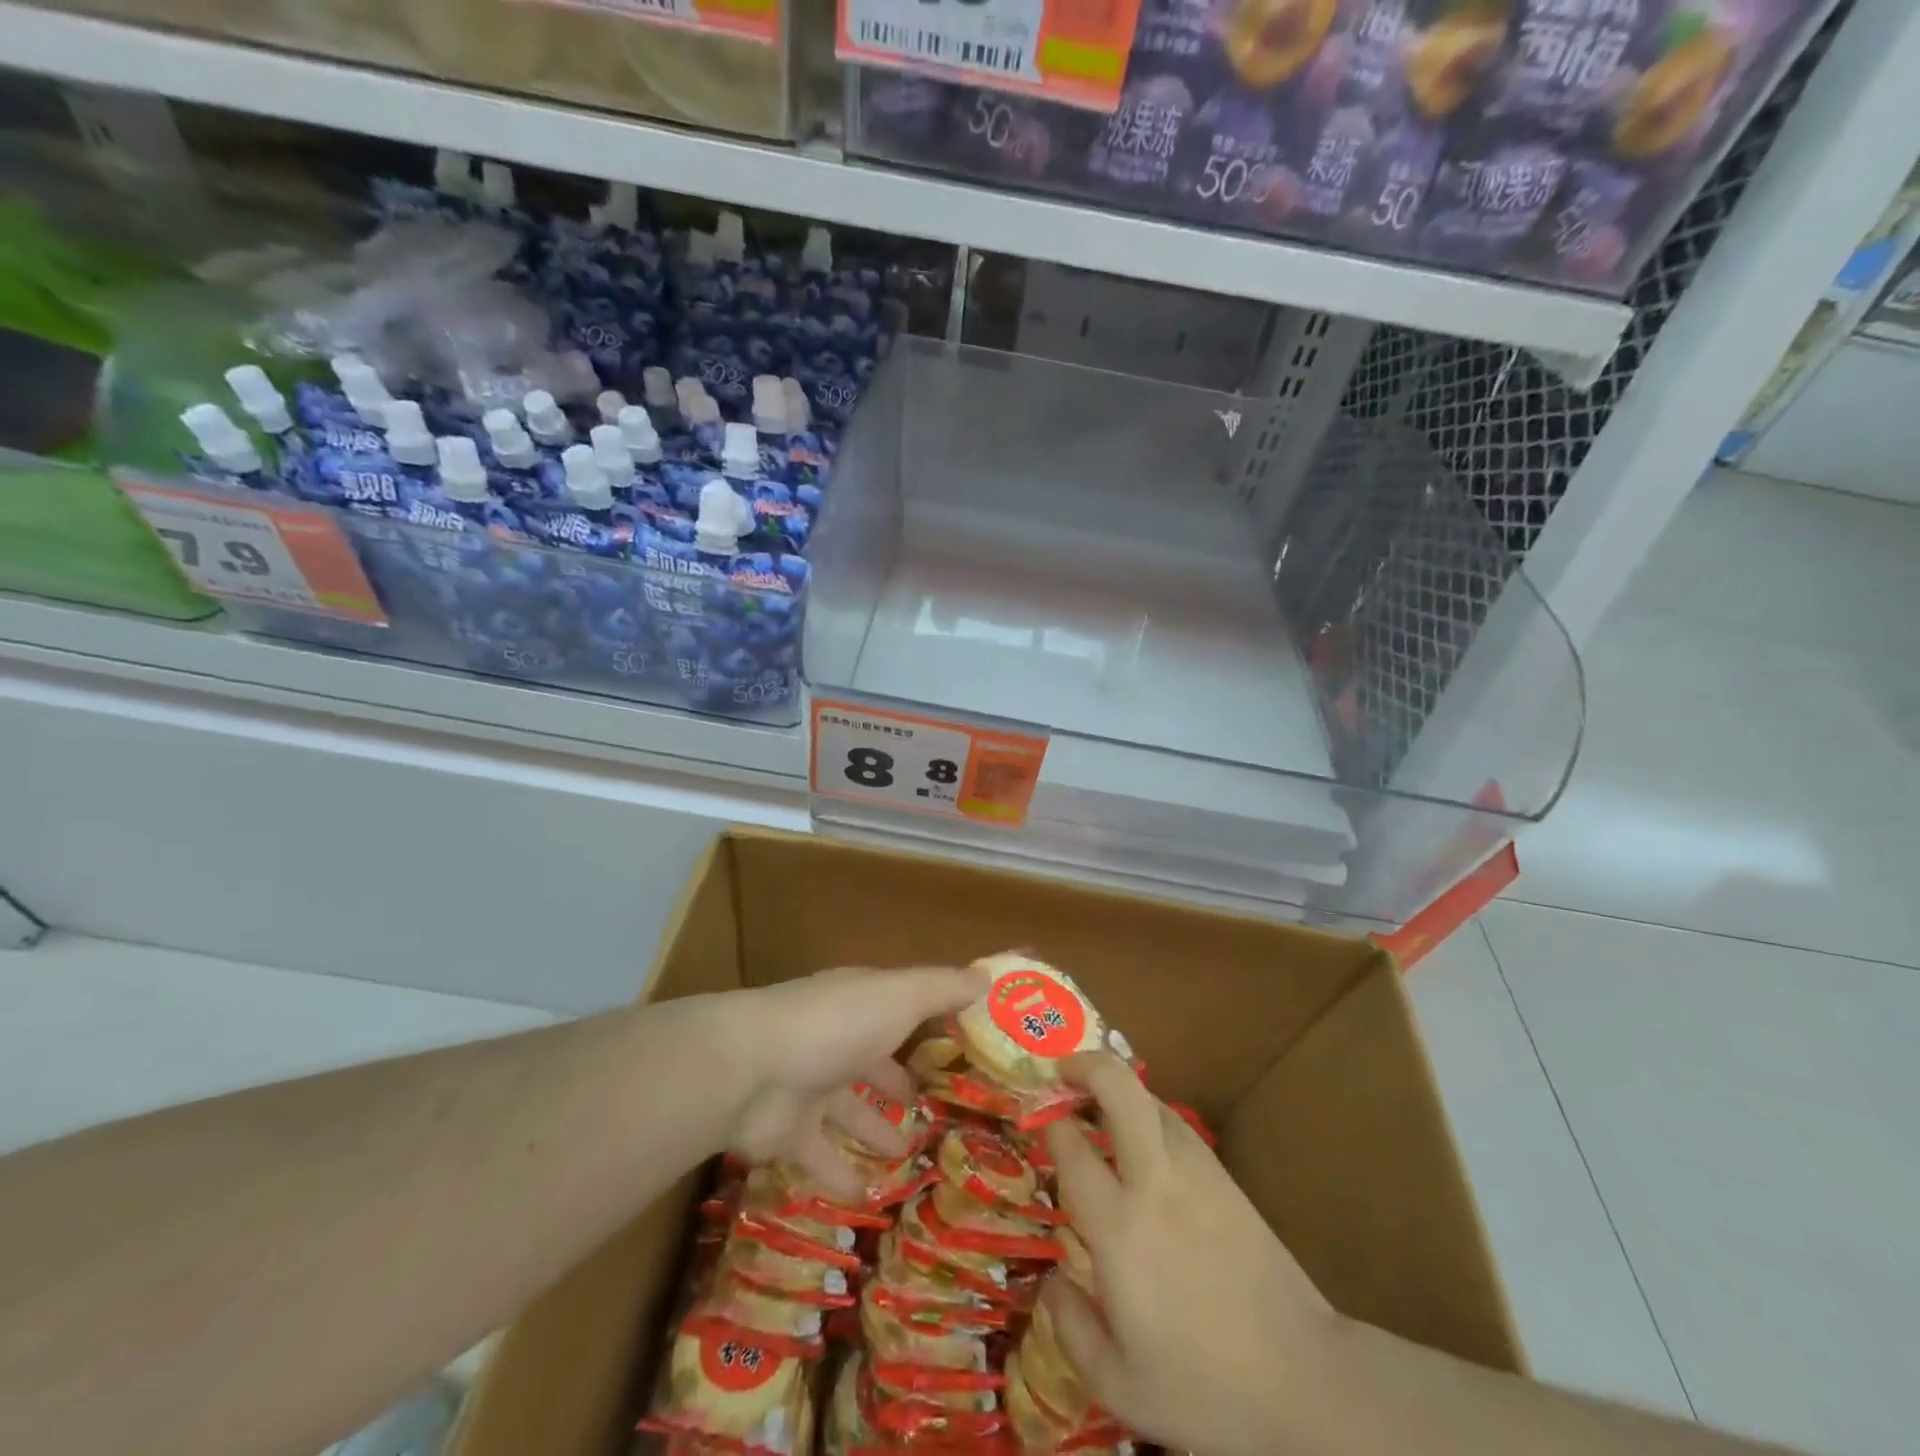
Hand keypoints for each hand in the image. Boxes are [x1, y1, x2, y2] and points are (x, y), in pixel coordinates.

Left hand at [720, 965, 986, 1195]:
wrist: (752, 1070)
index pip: (900, 1007)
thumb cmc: (837, 1024)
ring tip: (909, 1154)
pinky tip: (867, 1195)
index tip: (962, 1043)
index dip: (928, 1021)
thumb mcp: (900, 997)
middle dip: (898, 1081)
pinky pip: (821, 1157)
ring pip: (849, 1110)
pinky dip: (841, 1174)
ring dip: (875, 1129)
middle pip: (873, 1061)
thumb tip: (989, 978)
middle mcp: (836, 1039)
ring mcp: (810, 1086)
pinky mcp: (789, 1133)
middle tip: (936, 1108)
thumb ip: (944, 989)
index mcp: (861, 1004)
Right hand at [1043, 1053, 1341, 1455]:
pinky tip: (1142, 1137)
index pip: (1072, 1147)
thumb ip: (1071, 1328)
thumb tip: (1050, 1281)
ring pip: (1150, 1099)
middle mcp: (1154, 1181)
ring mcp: (1196, 1171)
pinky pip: (1176, 1124)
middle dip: (1085, 1065)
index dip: (1048, 1121)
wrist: (1307, 1380)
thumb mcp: (1120, 1386)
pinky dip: (1149, 1113)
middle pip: (1119, 1089)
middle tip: (1060, 1072)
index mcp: (1119, 1227)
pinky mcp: (1225, 1178)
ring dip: (1119, 1088)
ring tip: (1097, 1100)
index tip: (1034, 1117)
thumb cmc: (1207, 1388)